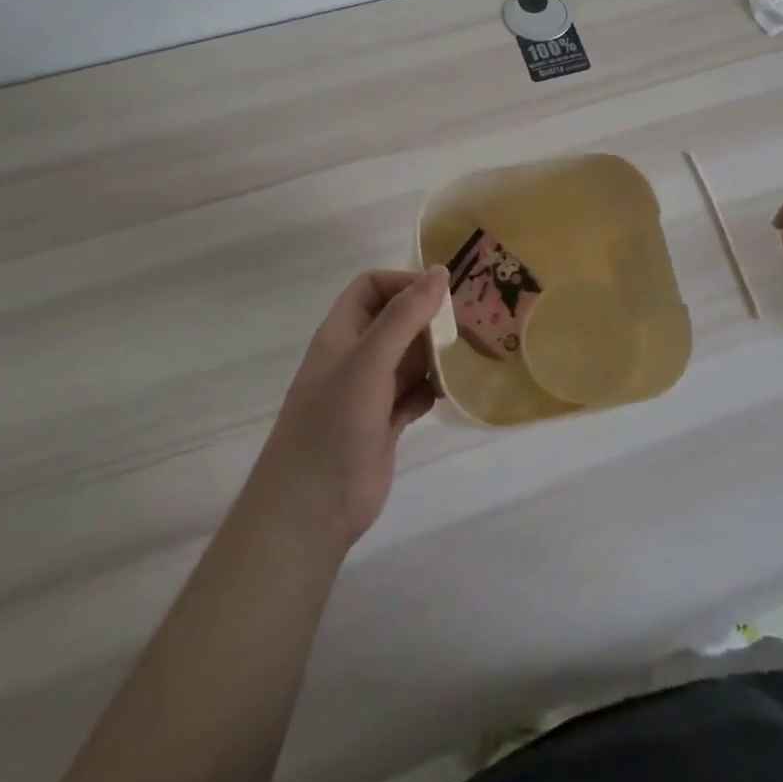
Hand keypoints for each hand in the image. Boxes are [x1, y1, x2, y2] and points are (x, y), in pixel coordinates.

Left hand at [249, 267, 445, 547]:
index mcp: (342, 333)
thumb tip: (439, 273)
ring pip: (409, 357)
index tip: (442, 296)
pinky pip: (416, 392)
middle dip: (429, 319)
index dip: (404, 283)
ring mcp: (370, 392)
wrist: (311, 509)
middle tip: (470, 326)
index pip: (372, 287)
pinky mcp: (385, 423)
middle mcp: (356, 356)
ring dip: (437, 354)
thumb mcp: (369, 361)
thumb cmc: (334, 423)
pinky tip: (454, 392)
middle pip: (396, 320)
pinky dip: (434, 388)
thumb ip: (404, 316)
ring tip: (471, 356)